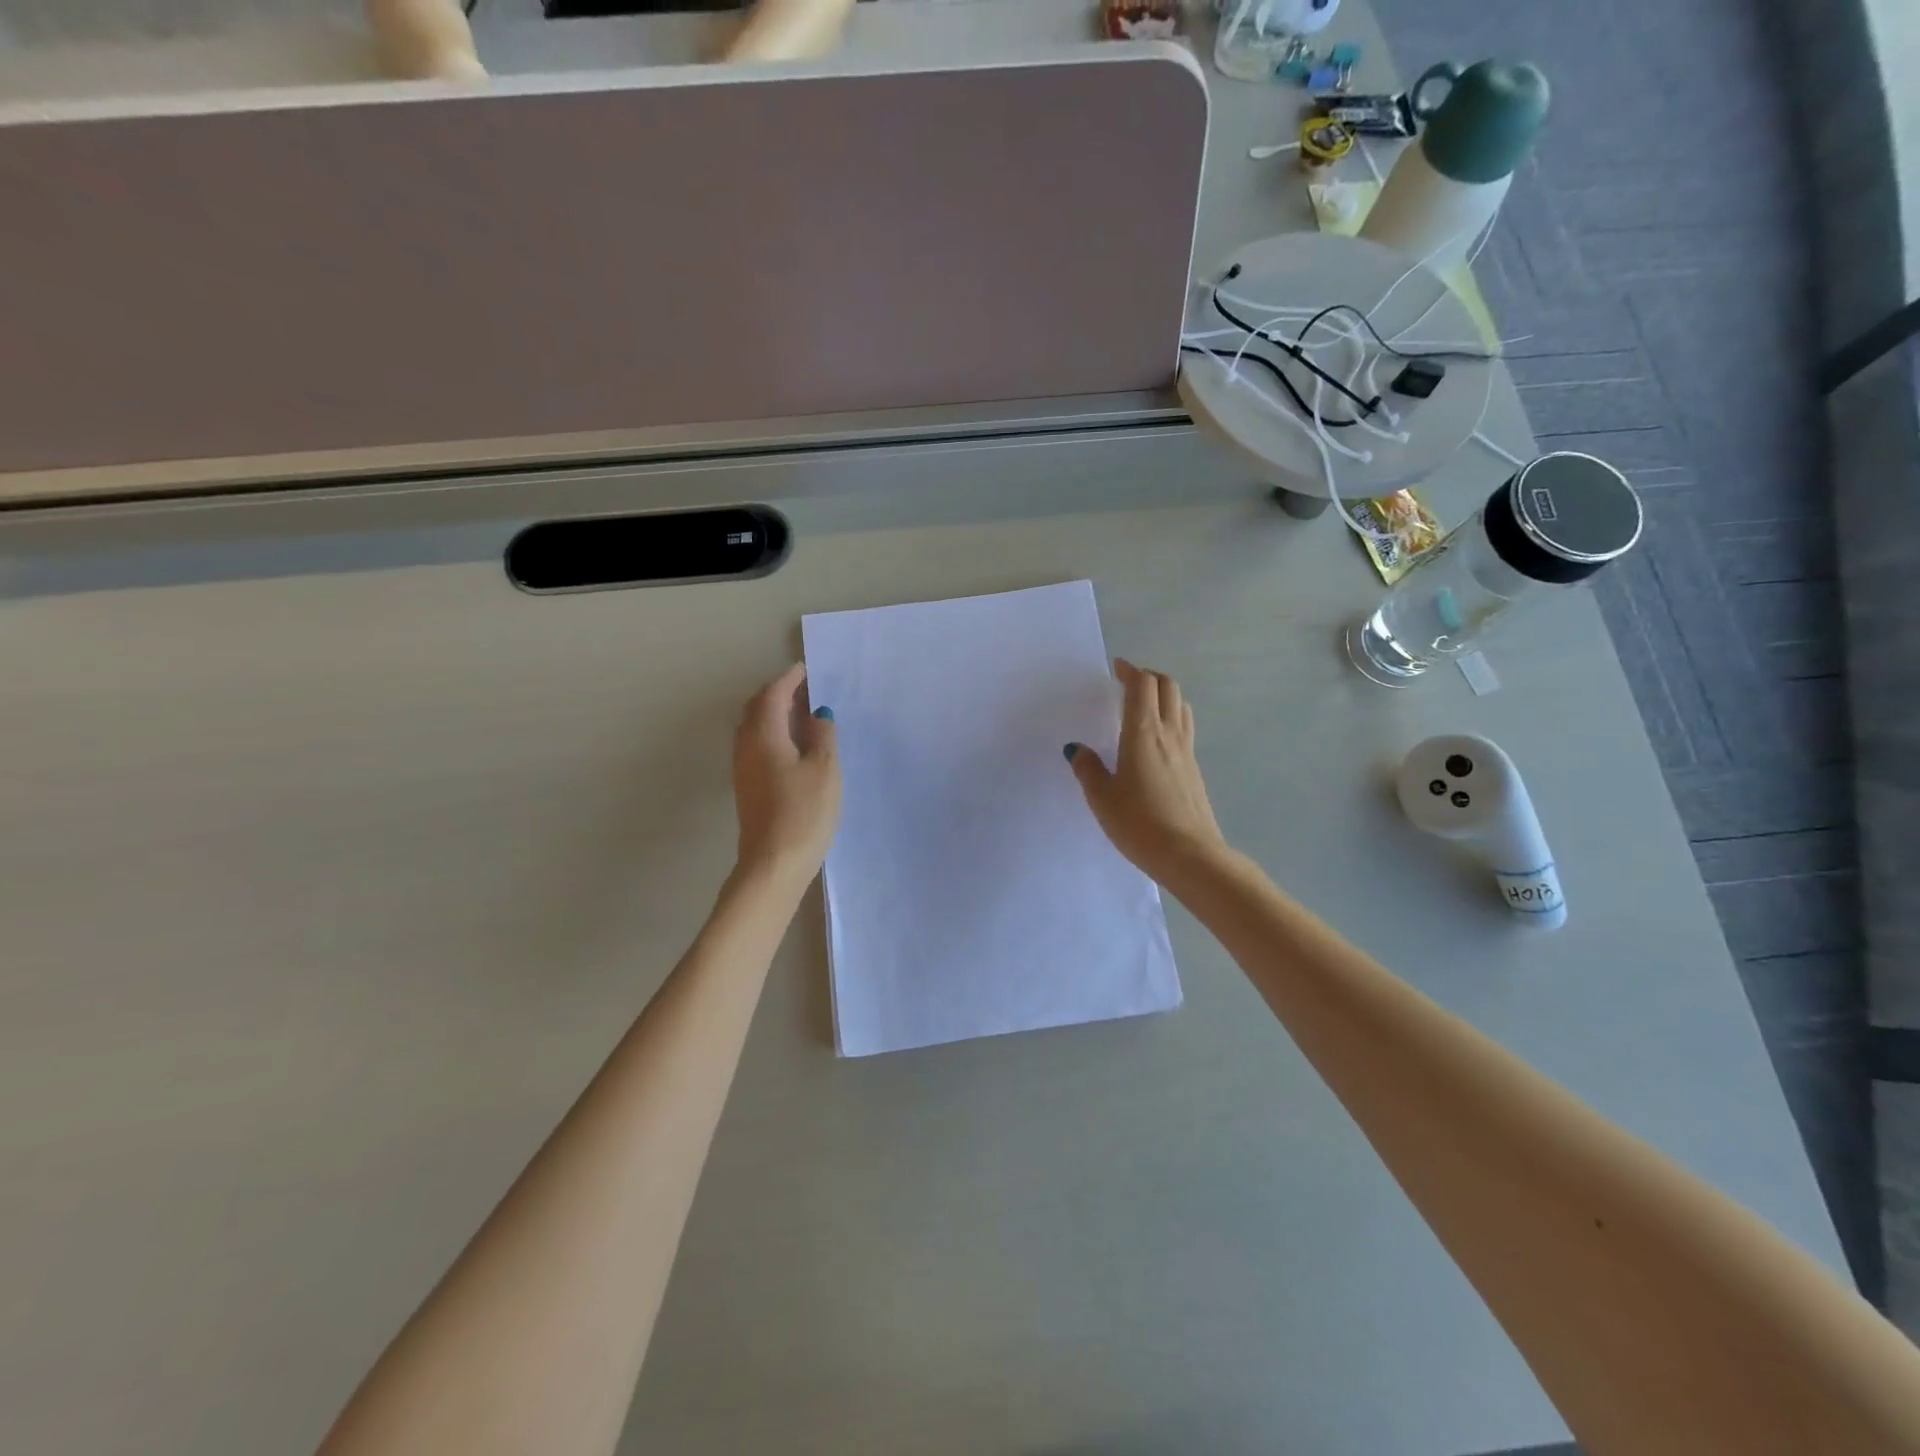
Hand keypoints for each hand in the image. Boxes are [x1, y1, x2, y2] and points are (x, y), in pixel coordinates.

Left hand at [732, 663, 840, 888]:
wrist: (773, 865)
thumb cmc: (803, 813)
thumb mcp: (824, 769)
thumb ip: (822, 736)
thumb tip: (817, 713)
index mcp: (764, 735)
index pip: (773, 695)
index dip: (790, 679)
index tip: (808, 669)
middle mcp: (746, 746)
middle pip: (758, 708)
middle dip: (780, 693)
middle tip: (807, 689)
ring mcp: (744, 768)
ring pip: (755, 727)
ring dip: (776, 714)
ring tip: (804, 714)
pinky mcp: (748, 786)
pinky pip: (757, 745)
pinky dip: (774, 733)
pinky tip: (795, 745)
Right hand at [1066, 659, 1227, 883]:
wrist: (1189, 855)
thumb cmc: (1139, 823)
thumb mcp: (1102, 797)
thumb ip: (1088, 769)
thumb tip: (1077, 749)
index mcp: (1143, 732)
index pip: (1142, 686)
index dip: (1130, 670)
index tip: (1117, 667)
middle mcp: (1169, 734)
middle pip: (1168, 687)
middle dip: (1149, 676)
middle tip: (1129, 681)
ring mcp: (1187, 751)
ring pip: (1181, 706)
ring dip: (1164, 694)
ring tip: (1145, 704)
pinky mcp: (1194, 770)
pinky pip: (1185, 728)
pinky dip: (1172, 717)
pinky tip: (1157, 739)